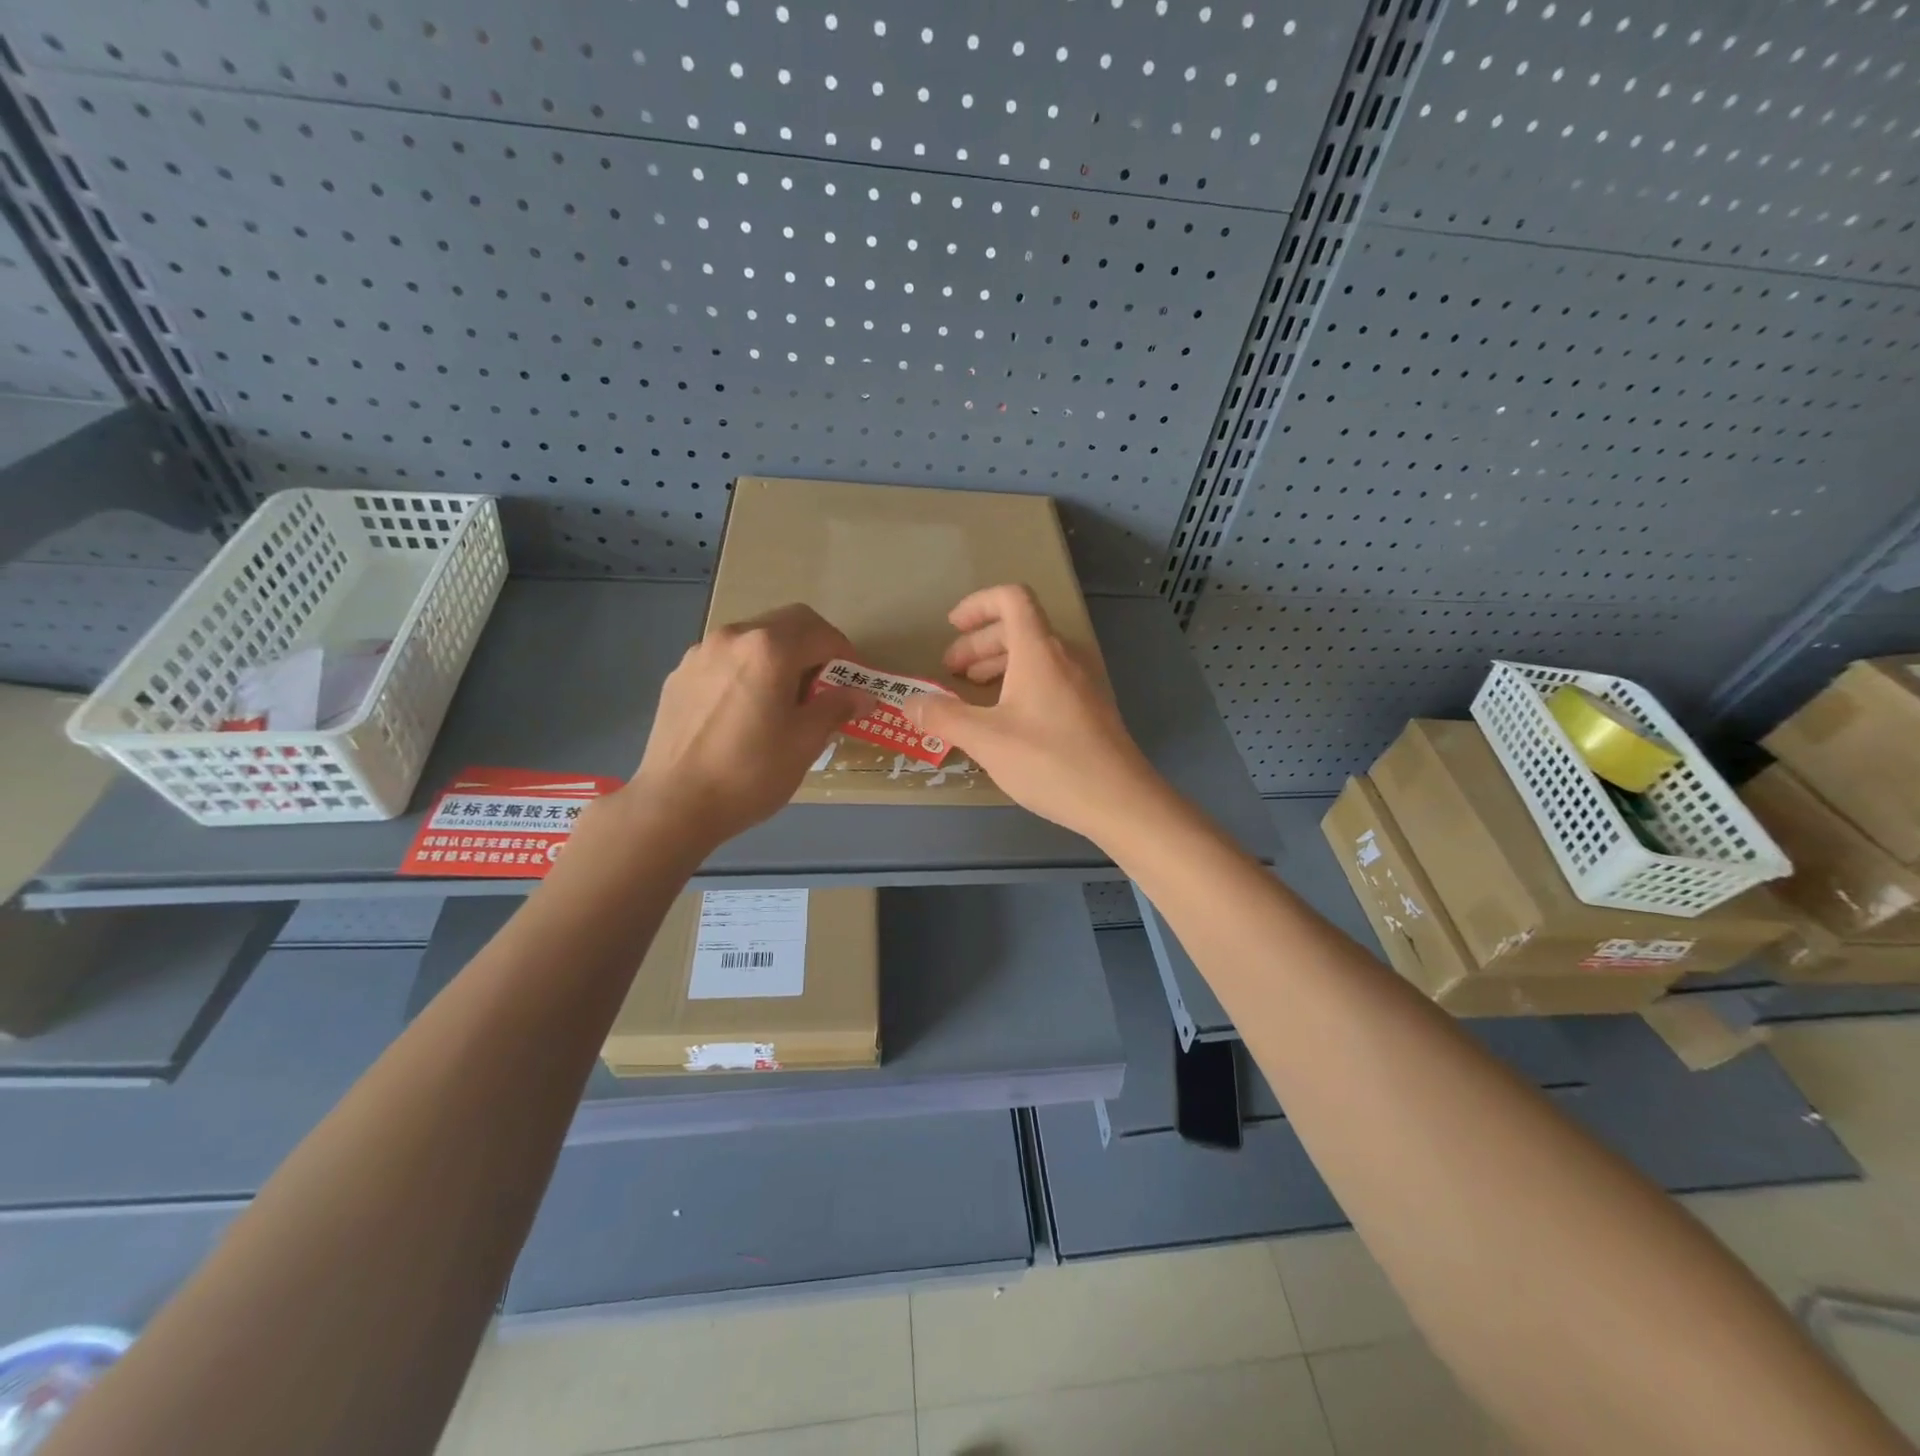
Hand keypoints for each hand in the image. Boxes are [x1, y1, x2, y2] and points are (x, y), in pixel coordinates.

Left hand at [621, 604, 873, 847]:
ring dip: (779, 656)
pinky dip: (748, 670)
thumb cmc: (750, 772)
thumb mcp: (805, 742)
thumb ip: (836, 708)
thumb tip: (863, 695)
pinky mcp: (680, 675)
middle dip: (813, 647)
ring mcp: (701, 653)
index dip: (846, 655)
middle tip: (825, 686)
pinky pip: (726, 660)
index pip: (821, 633)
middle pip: (787, 624)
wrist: (674, 804)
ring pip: (754, 639)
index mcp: (770, 649)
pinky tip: (746, 710)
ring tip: (784, 699)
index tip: (854, 683)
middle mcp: (734, 637)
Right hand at [902, 584, 1162, 841]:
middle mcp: (1065, 655)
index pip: (1011, 598)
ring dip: (1000, 663)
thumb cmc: (1049, 762)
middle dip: (979, 643)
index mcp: (1039, 651)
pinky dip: (1021, 682)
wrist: (1120, 800)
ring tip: (974, 692)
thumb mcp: (986, 740)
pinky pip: (1051, 677)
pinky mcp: (1093, 706)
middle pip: (1019, 627)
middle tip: (952, 671)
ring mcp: (1084, 680)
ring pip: (1035, 654)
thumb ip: (944, 717)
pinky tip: (1008, 717)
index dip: (978, 604)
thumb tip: (909, 703)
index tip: (952, 626)